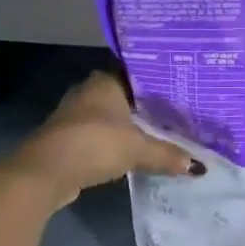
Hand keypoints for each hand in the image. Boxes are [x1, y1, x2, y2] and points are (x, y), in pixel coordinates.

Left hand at [7, 72, 200, 205]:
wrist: (46, 171)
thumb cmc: (94, 144)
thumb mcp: (137, 149)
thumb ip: (167, 154)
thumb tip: (198, 166)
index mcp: (105, 80)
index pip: (137, 74)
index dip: (158, 83)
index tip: (180, 92)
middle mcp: (89, 91)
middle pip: (124, 96)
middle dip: (145, 107)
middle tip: (176, 115)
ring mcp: (75, 115)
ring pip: (110, 117)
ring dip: (128, 127)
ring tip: (160, 134)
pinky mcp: (68, 138)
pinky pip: (99, 135)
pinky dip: (114, 143)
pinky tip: (132, 152)